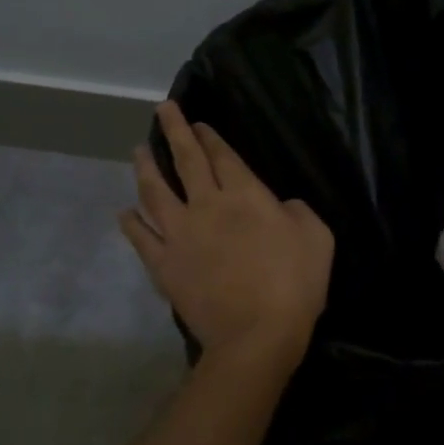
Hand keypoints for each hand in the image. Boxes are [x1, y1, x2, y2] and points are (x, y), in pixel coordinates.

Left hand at [121, 102, 333, 368]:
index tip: (197, 122)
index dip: (209, 136)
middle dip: (174, 131)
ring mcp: (179, 234)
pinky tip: (126, 212)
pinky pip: (141, 237)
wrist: (256, 334)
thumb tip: (280, 205)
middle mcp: (206, 205)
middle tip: (162, 110)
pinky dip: (132, 222)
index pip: (222, 156)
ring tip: (139, 151)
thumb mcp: (317, 236)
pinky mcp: (164, 264)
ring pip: (154, 192)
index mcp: (245, 195)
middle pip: (185, 160)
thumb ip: (297, 211)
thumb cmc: (295, 283)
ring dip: (145, 168)